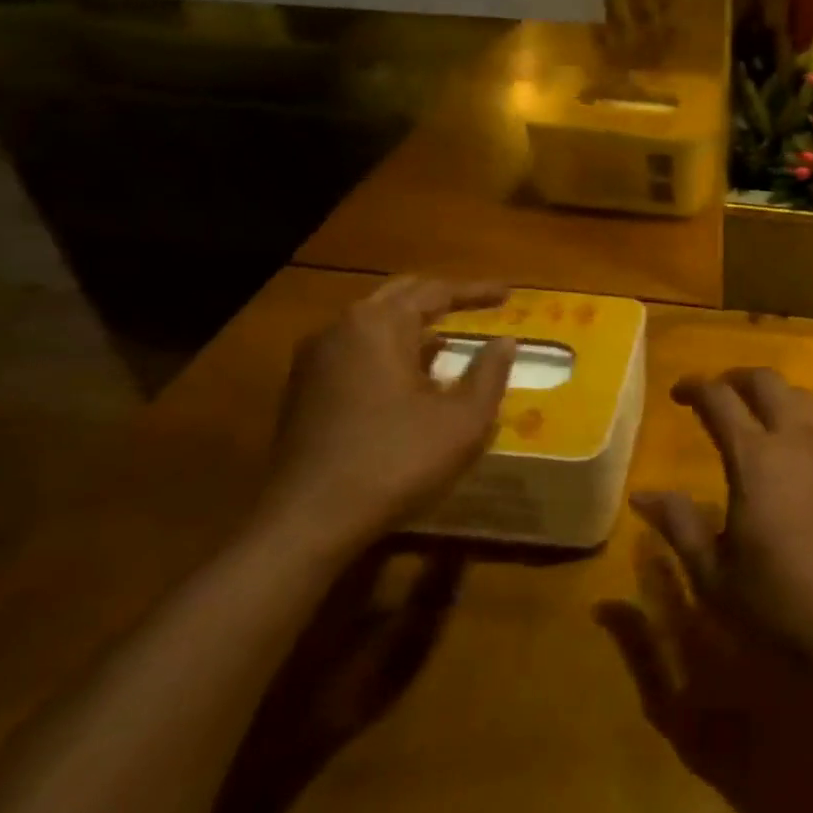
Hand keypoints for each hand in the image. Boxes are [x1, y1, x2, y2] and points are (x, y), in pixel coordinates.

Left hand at [256, 276, 515, 557]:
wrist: (308, 520)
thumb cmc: (396, 460)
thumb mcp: (463, 419)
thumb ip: (489, 373)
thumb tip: (505, 342)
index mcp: (379, 325)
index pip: (436, 291)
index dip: (476, 291)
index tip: (508, 294)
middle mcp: (342, 330)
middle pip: (399, 296)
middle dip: (440, 297)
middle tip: (477, 304)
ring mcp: (315, 360)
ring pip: (373, 323)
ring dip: (413, 324)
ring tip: (448, 338)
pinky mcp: (304, 391)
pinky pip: (356, 350)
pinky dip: (390, 349)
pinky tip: (411, 376)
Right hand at [633, 368, 812, 680]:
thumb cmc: (777, 602)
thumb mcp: (713, 572)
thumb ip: (678, 524)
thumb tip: (642, 495)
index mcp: (756, 458)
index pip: (720, 399)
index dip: (695, 387)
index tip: (678, 392)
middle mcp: (796, 439)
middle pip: (766, 381)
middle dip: (735, 377)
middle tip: (714, 394)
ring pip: (799, 396)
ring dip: (770, 394)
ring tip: (751, 415)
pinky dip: (797, 416)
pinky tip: (788, 451)